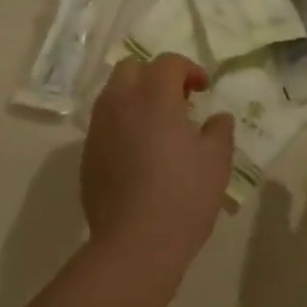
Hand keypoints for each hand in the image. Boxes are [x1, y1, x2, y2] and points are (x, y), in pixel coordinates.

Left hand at [82, 54, 233, 267]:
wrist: (135, 243)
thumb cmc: (183, 197)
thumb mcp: (216, 162)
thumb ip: (219, 130)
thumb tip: (217, 117)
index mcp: (153, 98)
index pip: (167, 63)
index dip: (189, 69)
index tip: (203, 89)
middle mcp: (119, 104)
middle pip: (131, 68)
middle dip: (155, 75)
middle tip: (178, 100)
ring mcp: (98, 129)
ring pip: (113, 94)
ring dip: (135, 97)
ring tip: (158, 125)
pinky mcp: (87, 153)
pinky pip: (104, 123)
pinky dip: (122, 122)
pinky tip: (140, 152)